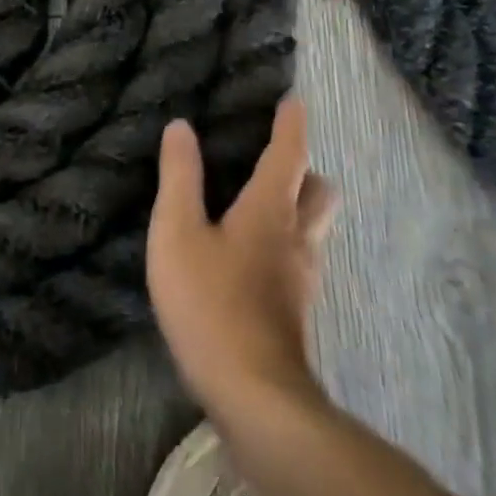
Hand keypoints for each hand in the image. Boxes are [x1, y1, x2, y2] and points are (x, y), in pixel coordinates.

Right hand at [147, 97, 337, 417]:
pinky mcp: (294, 309)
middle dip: (304, 170)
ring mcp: (301, 278)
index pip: (288, 155)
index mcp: (270, 212)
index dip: (291, 126)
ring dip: (297, 206)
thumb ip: (179, 177)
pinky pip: (299, 258)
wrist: (253, 394)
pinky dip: (284, 241)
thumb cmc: (209, 302)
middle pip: (319, 192)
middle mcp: (296, 239)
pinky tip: (251, 257)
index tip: (294, 101)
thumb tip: (182, 126)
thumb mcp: (177, 232)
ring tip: (259, 203)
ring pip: (313, 228)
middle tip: (274, 160)